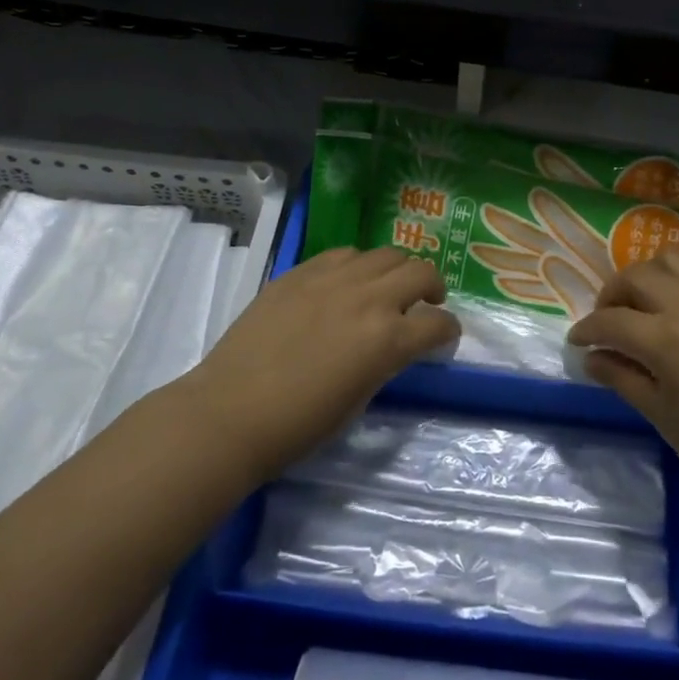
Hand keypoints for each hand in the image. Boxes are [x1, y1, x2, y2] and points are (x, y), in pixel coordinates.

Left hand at [180, 247, 458, 481]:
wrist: (229, 413)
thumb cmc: (299, 425)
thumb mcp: (359, 399)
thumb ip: (384, 361)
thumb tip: (392, 345)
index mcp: (387, 341)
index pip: (438, 324)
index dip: (448, 330)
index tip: (445, 335)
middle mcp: (368, 299)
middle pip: (421, 272)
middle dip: (433, 287)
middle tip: (426, 302)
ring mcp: (333, 279)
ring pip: (385, 254)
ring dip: (396, 270)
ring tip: (386, 287)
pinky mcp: (301, 272)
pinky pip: (343, 254)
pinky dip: (357, 265)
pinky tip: (346, 282)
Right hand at [568, 252, 678, 507]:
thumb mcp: (659, 413)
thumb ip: (620, 377)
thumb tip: (590, 358)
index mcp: (665, 340)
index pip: (610, 321)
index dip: (587, 330)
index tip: (578, 340)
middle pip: (635, 277)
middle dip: (612, 295)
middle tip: (609, 319)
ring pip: (672, 259)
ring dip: (650, 275)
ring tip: (647, 300)